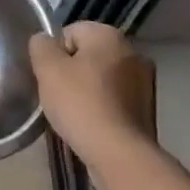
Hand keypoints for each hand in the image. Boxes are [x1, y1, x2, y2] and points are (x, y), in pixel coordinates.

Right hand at [29, 23, 155, 165]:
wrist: (120, 156)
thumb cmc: (81, 104)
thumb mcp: (47, 68)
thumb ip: (40, 45)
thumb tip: (45, 42)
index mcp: (109, 35)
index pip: (69, 33)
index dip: (55, 54)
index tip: (50, 78)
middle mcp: (133, 51)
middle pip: (88, 55)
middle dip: (72, 72)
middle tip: (59, 95)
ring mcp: (145, 82)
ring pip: (102, 78)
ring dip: (88, 90)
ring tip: (76, 114)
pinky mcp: (149, 110)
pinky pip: (115, 100)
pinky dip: (103, 108)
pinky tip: (93, 125)